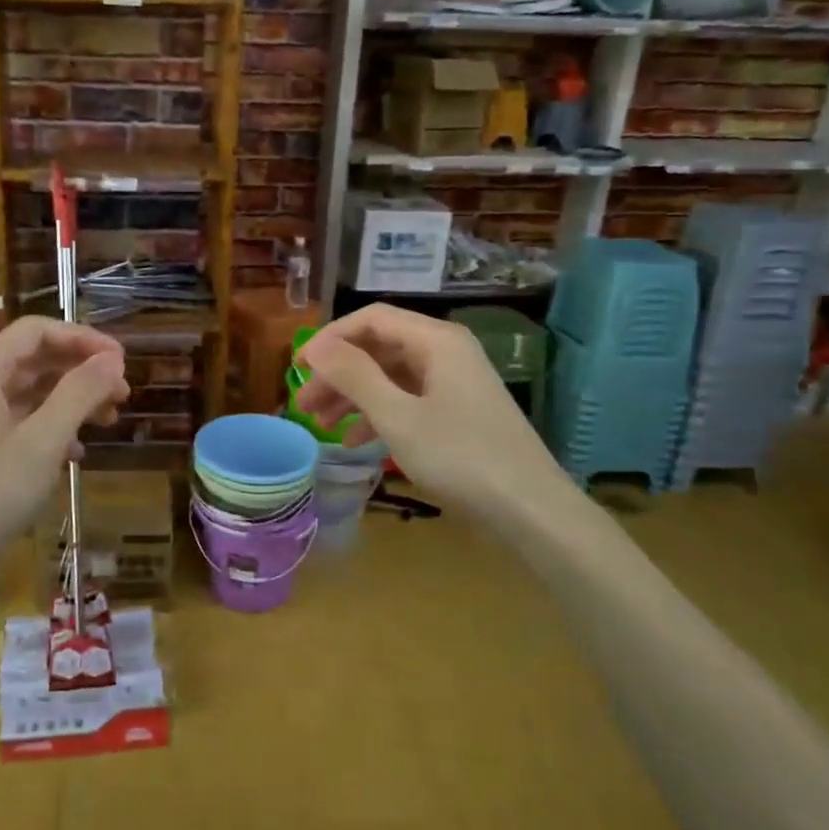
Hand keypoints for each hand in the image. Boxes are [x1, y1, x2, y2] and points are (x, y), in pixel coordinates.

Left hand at [0, 317, 128, 580]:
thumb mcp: (44, 441)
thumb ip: (79, 393)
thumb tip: (113, 359)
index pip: (36, 331)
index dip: (82, 337)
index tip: (120, 361)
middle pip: (36, 359)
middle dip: (82, 369)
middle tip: (123, 392)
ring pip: (34, 391)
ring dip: (74, 399)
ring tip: (110, 419)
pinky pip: (25, 421)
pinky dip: (56, 427)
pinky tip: (79, 452)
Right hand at [294, 304, 564, 517]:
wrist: (530, 510)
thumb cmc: (460, 457)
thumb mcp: (397, 415)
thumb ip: (354, 375)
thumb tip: (316, 345)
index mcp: (436, 341)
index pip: (371, 319)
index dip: (330, 338)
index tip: (298, 366)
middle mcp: (446, 353)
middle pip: (379, 348)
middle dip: (338, 373)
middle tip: (303, 403)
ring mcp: (454, 384)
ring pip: (390, 377)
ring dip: (353, 397)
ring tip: (319, 424)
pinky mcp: (457, 413)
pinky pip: (407, 400)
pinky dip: (378, 415)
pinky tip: (354, 441)